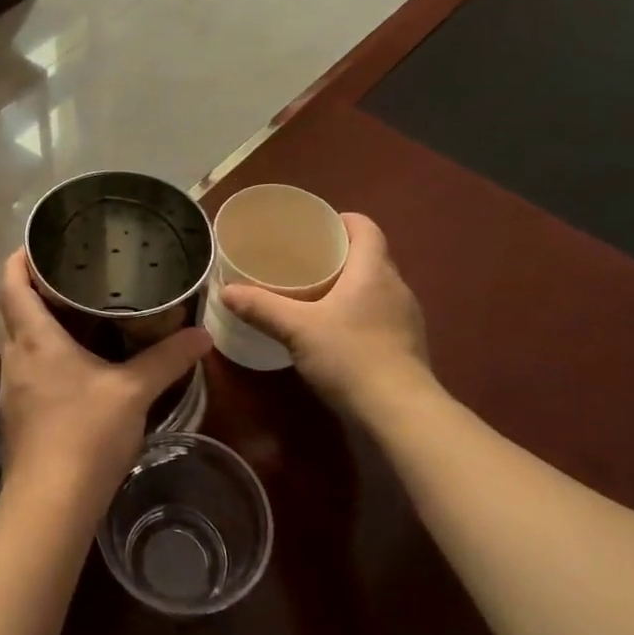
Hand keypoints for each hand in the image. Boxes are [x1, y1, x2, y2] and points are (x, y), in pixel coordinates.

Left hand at [0, 250, 211, 512]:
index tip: (44, 243)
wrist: (49, 507)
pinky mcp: (18, 415)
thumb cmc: (85, 435)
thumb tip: (202, 335)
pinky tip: (78, 364)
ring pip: (22, 340)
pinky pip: (29, 368)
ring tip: (82, 311)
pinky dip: (47, 353)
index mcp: (33, 338)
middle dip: (39, 287)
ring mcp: (12, 388)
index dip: (21, 257)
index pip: (11, 282)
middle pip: (14, 308)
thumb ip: (168, 359)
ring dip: (43, 322)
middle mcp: (15, 356)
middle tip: (77, 273)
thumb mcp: (134, 392)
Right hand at [220, 213, 437, 422]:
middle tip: (304, 262)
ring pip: (376, 287)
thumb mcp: (297, 329)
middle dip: (340, 255)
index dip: (342, 221)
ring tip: (316, 295)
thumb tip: (226, 291)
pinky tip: (336, 332)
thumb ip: (261, 307)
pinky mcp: (407, 345)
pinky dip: (359, 313)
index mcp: (373, 270)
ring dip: (350, 286)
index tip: (315, 228)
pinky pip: (380, 314)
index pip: (365, 227)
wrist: (399, 413)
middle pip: (370, 256)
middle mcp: (396, 287)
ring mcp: (406, 318)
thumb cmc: (350, 356)